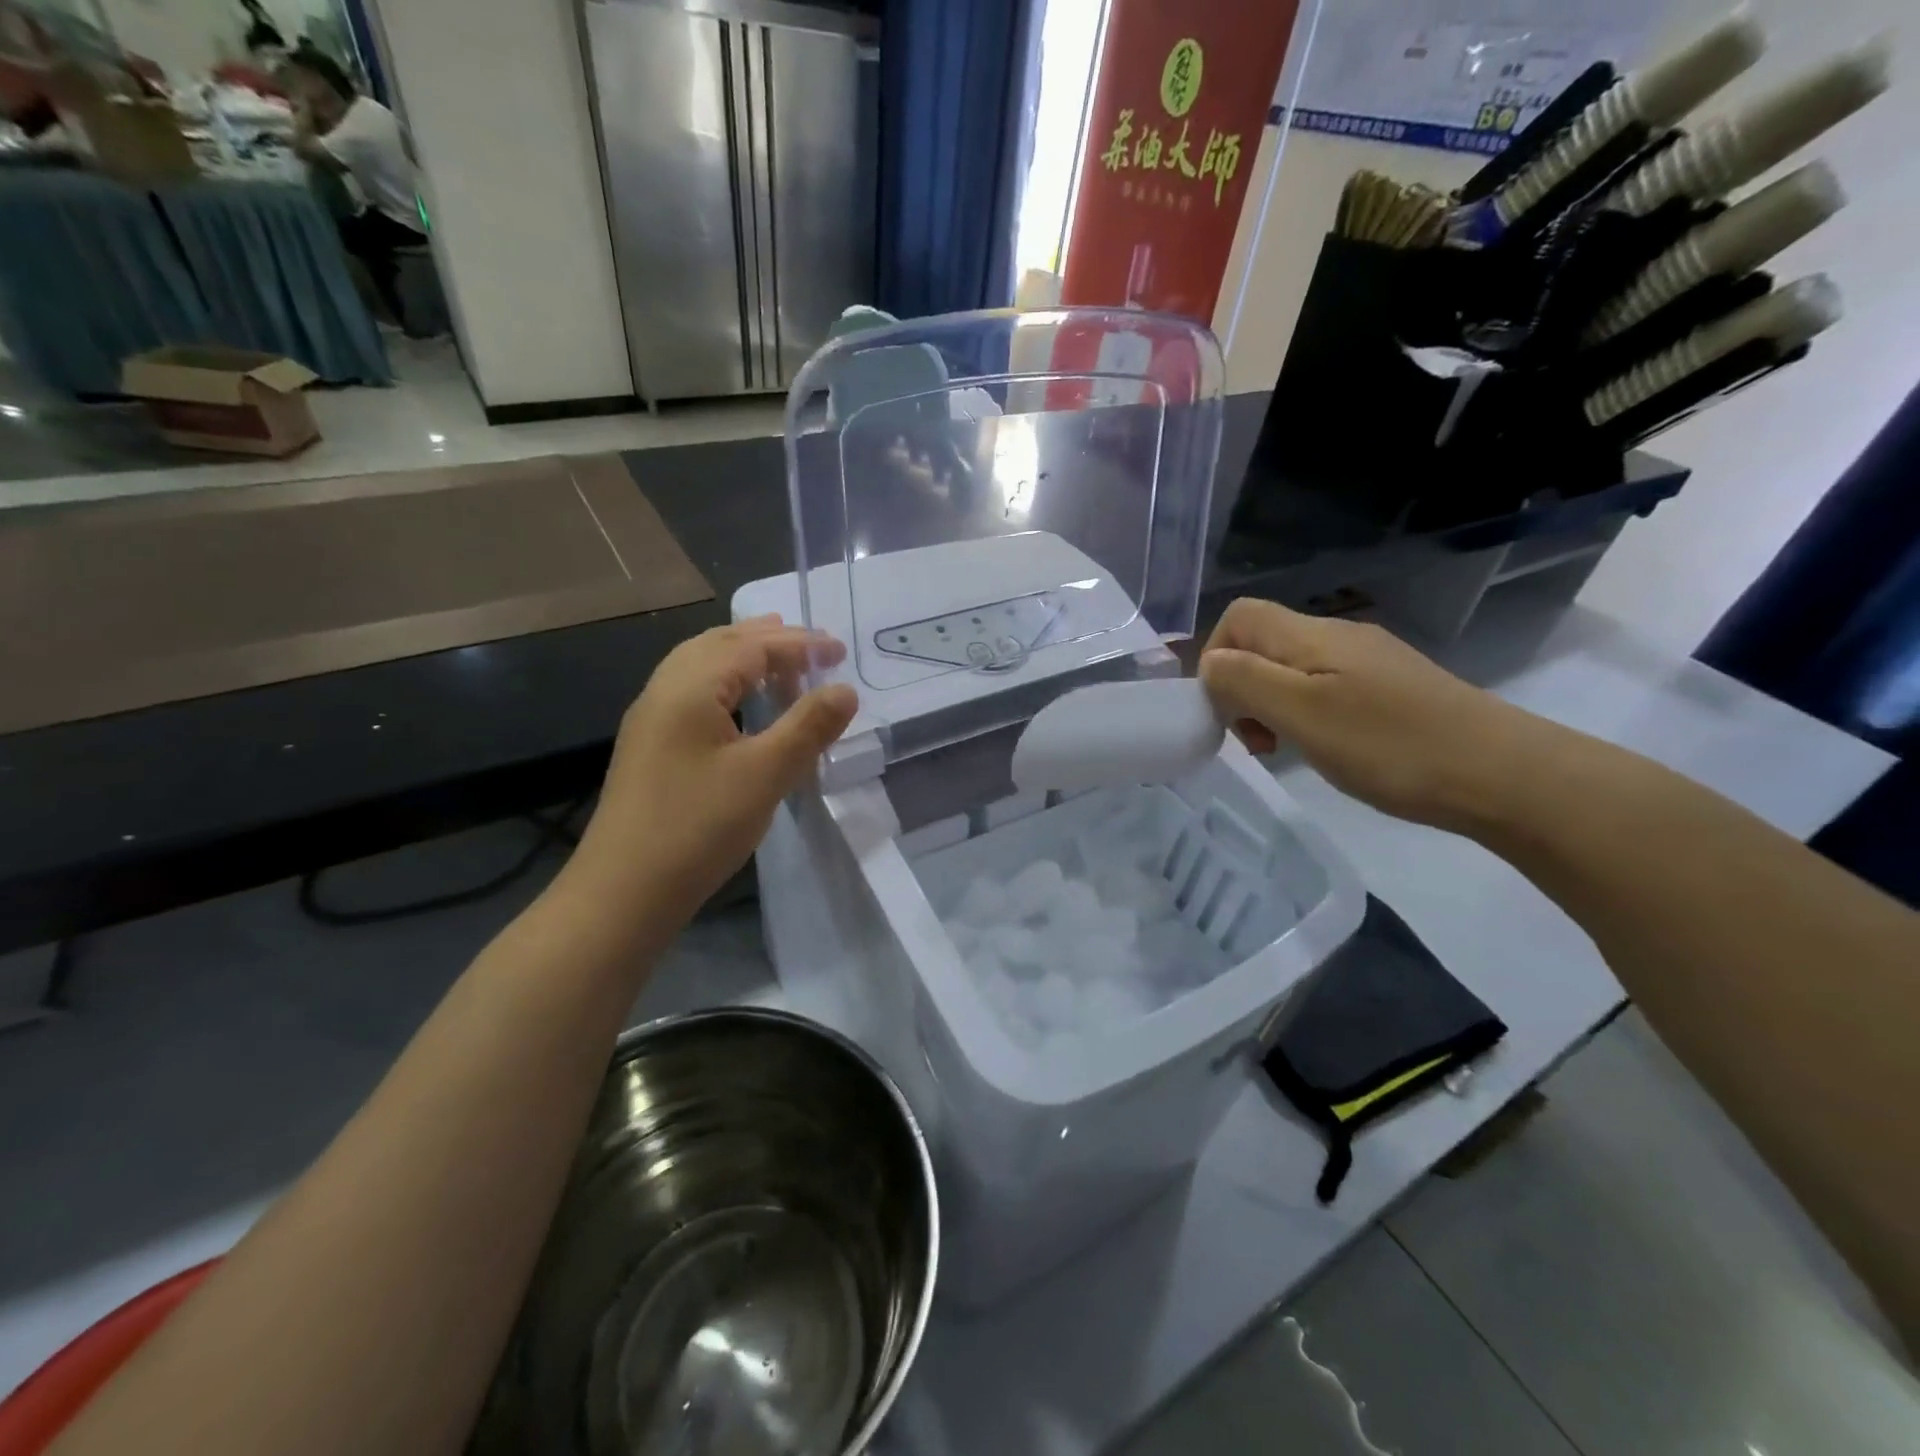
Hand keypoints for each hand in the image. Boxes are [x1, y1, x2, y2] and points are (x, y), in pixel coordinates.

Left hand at [571, 618, 856, 914]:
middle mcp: (664, 691)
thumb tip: (846, 689)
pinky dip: (726, 682)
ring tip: (778, 658)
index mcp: (690, 687)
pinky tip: (741, 706)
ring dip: (744, 656)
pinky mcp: (650, 746)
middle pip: (720, 644)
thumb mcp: (765, 775)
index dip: (799, 644)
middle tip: (813, 646)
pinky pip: (692, 692)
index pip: (752, 647)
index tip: (840, 651)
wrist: (625, 891)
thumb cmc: (698, 827)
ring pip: (701, 666)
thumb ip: (808, 726)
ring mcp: (651, 719)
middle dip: (770, 640)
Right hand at [1198, 598, 1550, 832]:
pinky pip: (1325, 687)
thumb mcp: (1302, 714)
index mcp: (1312, 637)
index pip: (1238, 617)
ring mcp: (1369, 661)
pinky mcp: (1390, 688)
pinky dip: (1305, 714)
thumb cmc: (1390, 745)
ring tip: (1284, 749)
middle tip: (1255, 740)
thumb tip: (1212, 664)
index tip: (1224, 710)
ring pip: (1292, 668)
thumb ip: (1245, 681)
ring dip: (1270, 705)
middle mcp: (1338, 637)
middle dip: (1240, 688)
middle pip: (1263, 643)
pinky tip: (1325, 748)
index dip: (1215, 657)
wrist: (1503, 774)